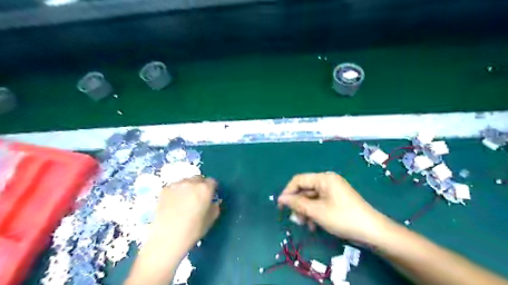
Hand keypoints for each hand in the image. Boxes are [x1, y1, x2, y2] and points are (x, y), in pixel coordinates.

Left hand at [148, 175, 217, 250]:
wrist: (167, 238)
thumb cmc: (193, 230)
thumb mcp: (210, 219)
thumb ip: (215, 207)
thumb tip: (213, 202)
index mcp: (205, 189)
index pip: (212, 181)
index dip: (211, 189)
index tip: (209, 196)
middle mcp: (192, 182)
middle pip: (199, 179)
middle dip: (200, 186)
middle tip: (197, 198)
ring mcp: (177, 185)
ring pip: (186, 181)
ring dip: (188, 187)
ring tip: (184, 200)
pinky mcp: (164, 189)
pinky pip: (174, 187)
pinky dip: (176, 191)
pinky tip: (173, 203)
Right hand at [277, 173, 391, 243]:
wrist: (373, 232)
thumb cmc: (343, 218)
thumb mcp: (317, 211)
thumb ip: (297, 203)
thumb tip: (281, 199)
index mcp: (323, 178)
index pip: (299, 180)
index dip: (288, 192)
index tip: (280, 206)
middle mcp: (327, 181)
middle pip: (305, 190)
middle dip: (298, 205)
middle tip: (295, 220)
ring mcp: (332, 190)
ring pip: (311, 198)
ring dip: (306, 211)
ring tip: (305, 225)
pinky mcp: (336, 200)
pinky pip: (320, 203)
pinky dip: (314, 213)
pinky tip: (314, 225)